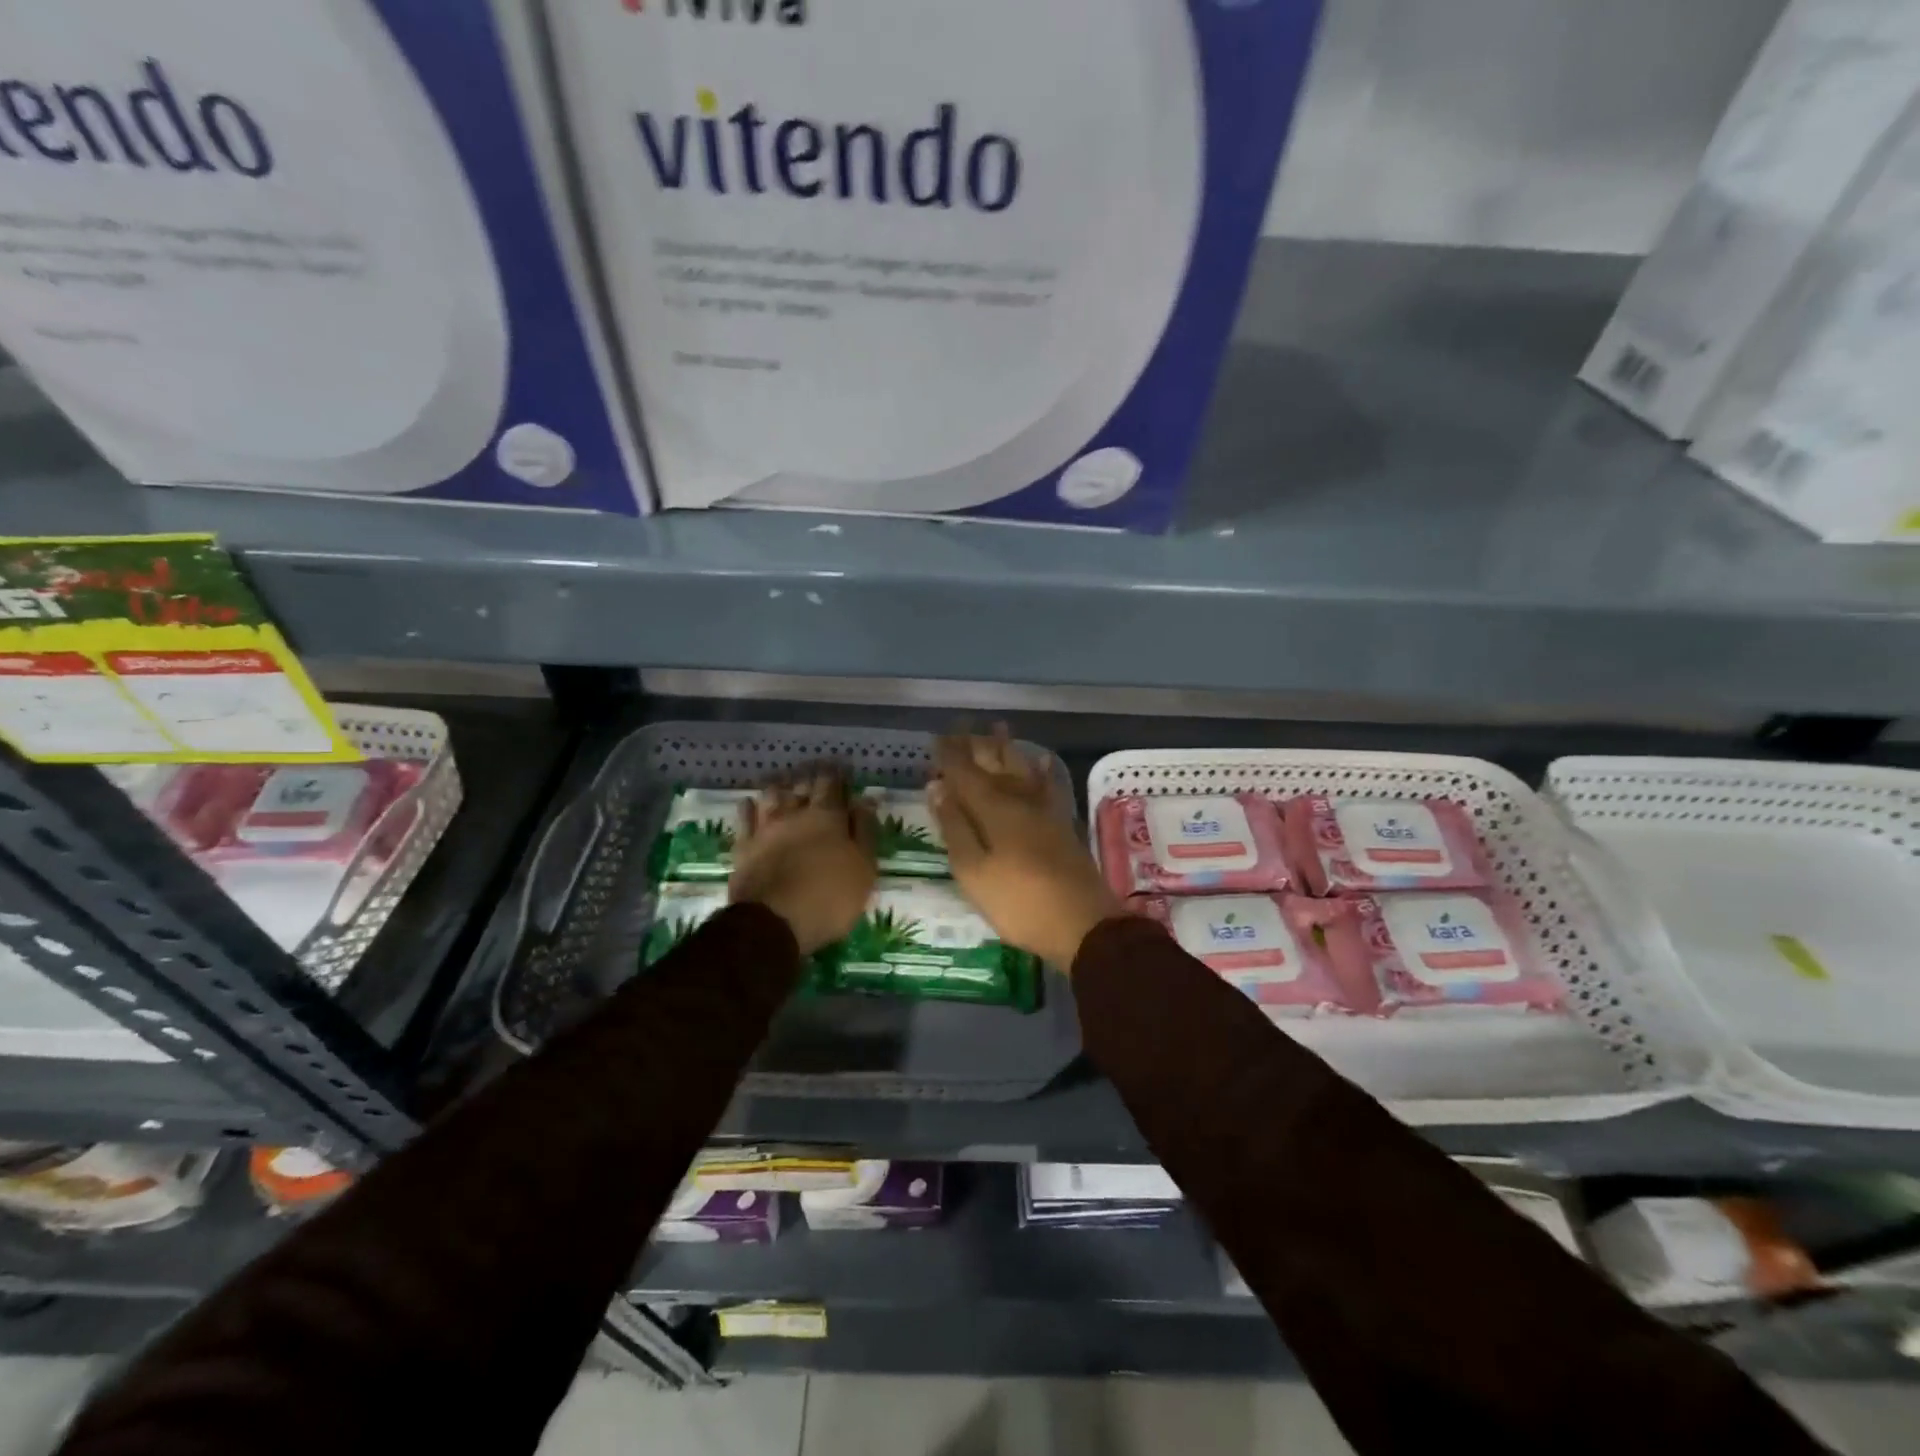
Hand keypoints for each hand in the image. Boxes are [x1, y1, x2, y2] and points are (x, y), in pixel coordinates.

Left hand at [728, 772, 876, 954]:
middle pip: (801, 786)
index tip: (840, 771)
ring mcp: (765, 828)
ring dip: (780, 788)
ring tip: (784, 785)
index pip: (832, 784)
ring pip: (771, 796)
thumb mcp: (864, 868)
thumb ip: (865, 831)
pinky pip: (744, 818)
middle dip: (809, 778)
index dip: (836, 775)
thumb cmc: (830, 897)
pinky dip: (748, 808)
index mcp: (828, 817)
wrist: (774, 922)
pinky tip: (750, 803)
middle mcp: (795, 813)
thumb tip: (865, 800)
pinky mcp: (744, 846)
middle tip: (814, 775)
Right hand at [929, 729, 1122, 969]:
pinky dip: (1044, 772)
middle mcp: (1019, 800)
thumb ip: (954, 827)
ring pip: (1022, 770)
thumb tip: (937, 787)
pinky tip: (1042, 761)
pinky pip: (1050, 787)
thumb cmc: (1018, 902)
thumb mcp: (973, 871)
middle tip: (962, 726)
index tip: (936, 737)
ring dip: (1008, 749)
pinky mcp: (1063, 824)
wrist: (1082, 924)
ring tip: (997, 728)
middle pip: (994, 765)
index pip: (965, 773)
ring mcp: (1045, 811)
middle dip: (976, 746)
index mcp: (993, 809)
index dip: (949, 756)